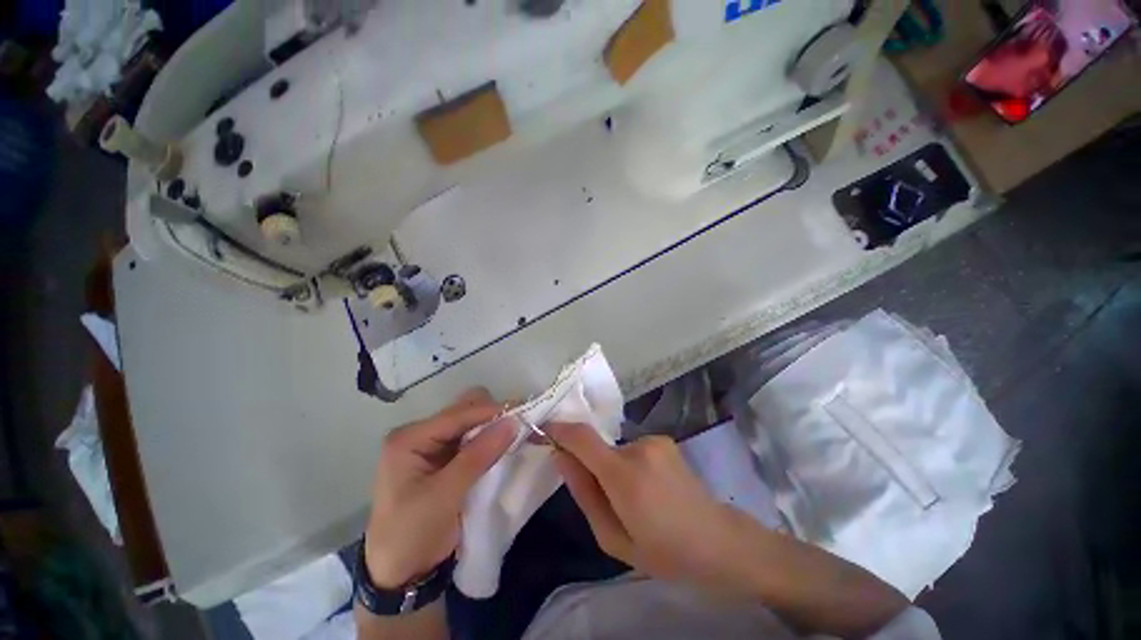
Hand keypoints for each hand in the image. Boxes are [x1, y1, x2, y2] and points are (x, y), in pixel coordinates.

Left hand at [364, 389, 515, 587]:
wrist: (400, 576)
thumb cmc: (412, 534)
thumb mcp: (444, 495)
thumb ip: (478, 455)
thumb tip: (513, 422)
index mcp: (410, 438)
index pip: (457, 414)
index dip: (490, 412)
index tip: (523, 415)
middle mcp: (420, 435)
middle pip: (463, 411)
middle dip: (492, 416)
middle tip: (519, 426)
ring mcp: (432, 447)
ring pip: (471, 424)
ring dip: (493, 428)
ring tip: (516, 435)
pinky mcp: (444, 460)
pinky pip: (472, 440)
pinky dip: (489, 441)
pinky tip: (504, 446)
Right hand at [548, 422, 763, 594]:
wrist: (718, 541)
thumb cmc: (664, 551)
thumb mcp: (613, 538)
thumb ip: (583, 493)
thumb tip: (560, 457)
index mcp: (625, 476)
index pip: (582, 438)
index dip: (559, 430)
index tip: (543, 430)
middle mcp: (639, 447)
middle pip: (598, 445)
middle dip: (591, 464)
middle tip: (604, 497)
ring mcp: (655, 440)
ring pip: (616, 449)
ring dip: (614, 468)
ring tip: (635, 498)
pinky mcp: (664, 440)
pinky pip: (633, 449)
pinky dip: (631, 464)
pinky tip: (651, 488)